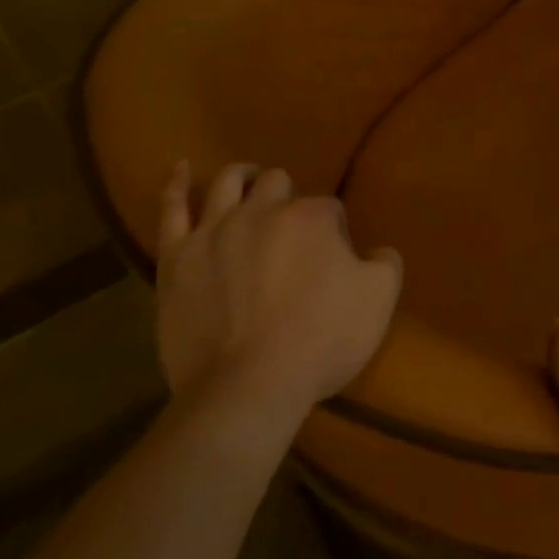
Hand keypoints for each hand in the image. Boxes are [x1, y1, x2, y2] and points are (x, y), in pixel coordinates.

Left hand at [155, 161, 401, 423]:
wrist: (247, 389)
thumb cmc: (319, 342)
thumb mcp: (379, 301)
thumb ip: (385, 264)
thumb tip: (376, 251)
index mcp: (313, 218)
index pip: (328, 208)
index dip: (332, 230)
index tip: (332, 259)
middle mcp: (264, 211)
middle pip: (277, 184)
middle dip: (287, 197)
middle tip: (291, 228)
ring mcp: (216, 230)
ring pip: (229, 183)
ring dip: (243, 177)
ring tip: (249, 181)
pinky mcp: (177, 257)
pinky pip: (172, 210)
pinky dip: (177, 185)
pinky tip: (182, 168)